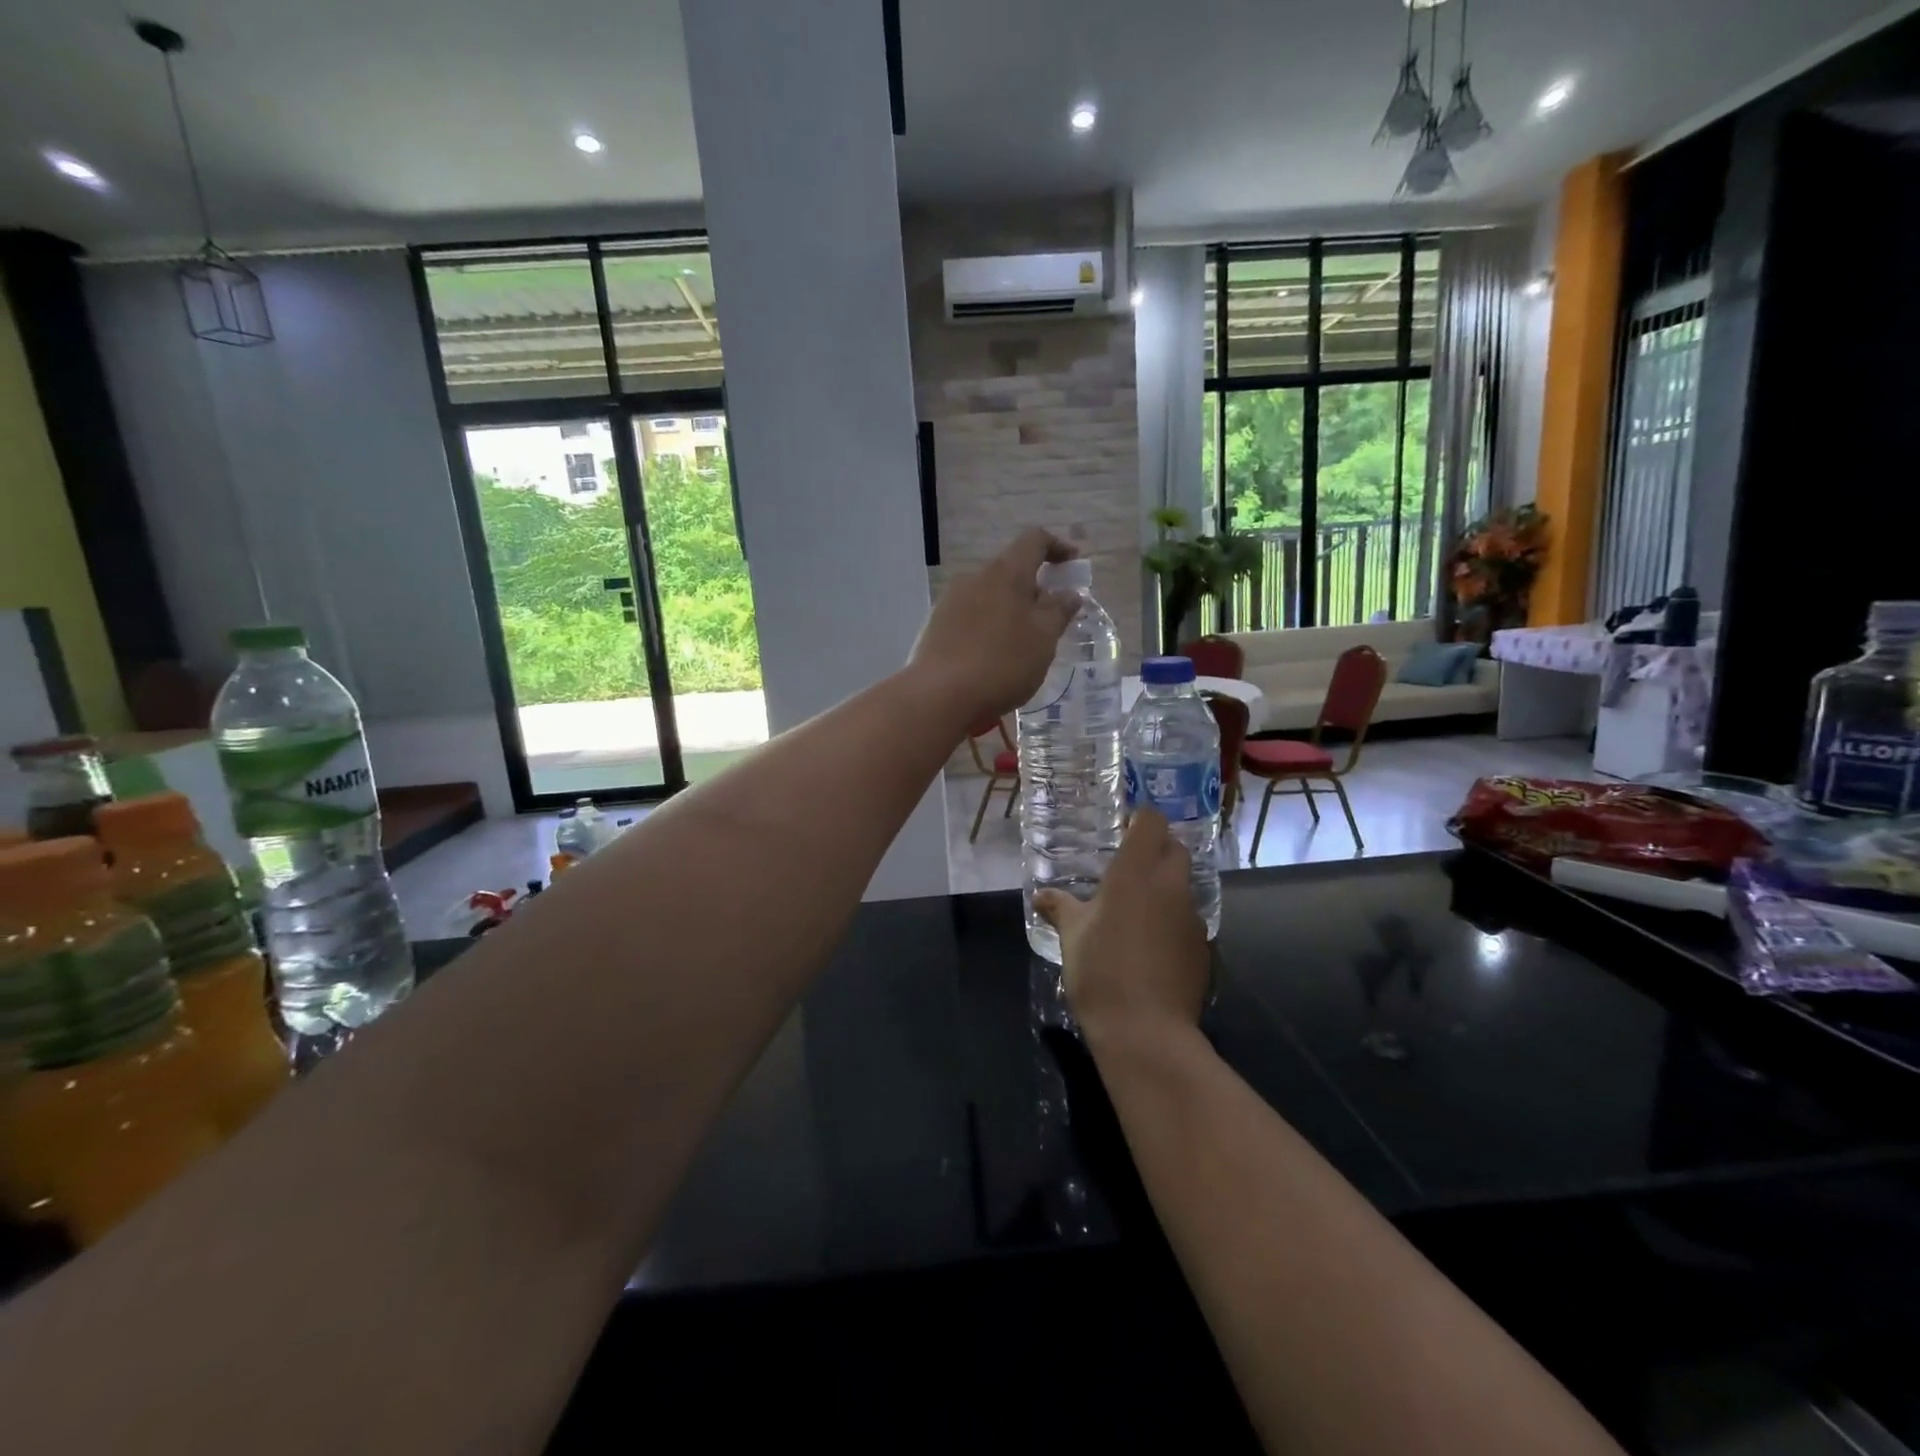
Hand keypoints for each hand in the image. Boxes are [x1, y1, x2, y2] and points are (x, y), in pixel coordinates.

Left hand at [908, 529, 1080, 729]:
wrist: (940, 696)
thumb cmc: (1002, 662)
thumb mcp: (1043, 638)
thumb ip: (1059, 611)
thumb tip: (1069, 593)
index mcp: (1004, 573)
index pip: (1033, 541)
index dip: (1057, 547)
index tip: (1074, 565)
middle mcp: (974, 579)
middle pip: (1010, 570)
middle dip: (1035, 587)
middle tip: (1052, 617)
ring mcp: (951, 602)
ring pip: (990, 595)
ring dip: (1011, 609)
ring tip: (1025, 642)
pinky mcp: (937, 627)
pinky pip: (972, 617)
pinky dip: (991, 626)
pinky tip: (995, 655)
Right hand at [1035, 810, 1210, 1048]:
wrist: (1146, 1031)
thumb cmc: (1100, 971)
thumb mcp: (1071, 936)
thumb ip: (1060, 908)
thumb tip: (1042, 895)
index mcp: (1135, 872)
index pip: (1151, 821)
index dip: (1140, 818)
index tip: (1124, 827)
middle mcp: (1170, 886)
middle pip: (1175, 849)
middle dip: (1157, 850)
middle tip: (1129, 867)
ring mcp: (1192, 917)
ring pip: (1183, 886)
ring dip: (1165, 888)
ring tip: (1138, 910)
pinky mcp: (1204, 947)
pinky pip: (1188, 919)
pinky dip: (1172, 921)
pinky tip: (1152, 945)